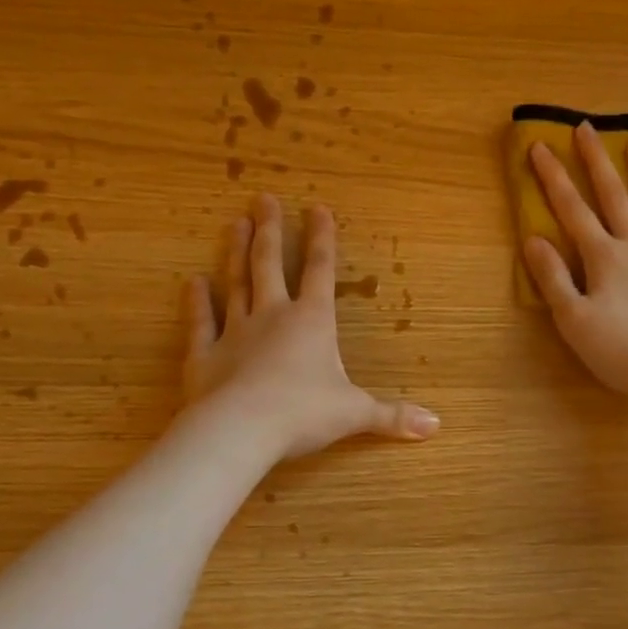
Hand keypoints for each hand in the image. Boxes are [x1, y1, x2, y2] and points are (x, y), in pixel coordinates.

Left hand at [183, 195, 439, 458]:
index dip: (322, 239)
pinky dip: (195, 302)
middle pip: (270, 264)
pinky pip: (200, 323)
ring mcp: (234, 332)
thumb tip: (435, 426)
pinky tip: (192, 282)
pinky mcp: (204, 355)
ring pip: (235, 283)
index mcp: (313, 321)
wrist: (242, 430)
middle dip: (270, 231)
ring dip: (235, 253)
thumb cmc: (305, 413)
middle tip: (262, 199)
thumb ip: (393, 416)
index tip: (317, 208)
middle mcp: (272, 316)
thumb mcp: (356, 413)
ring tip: (234, 223)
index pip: (321, 271)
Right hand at [524, 122, 627, 405]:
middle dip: (597, 160)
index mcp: (604, 258)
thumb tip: (533, 239)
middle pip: (615, 196)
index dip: (554, 178)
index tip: (540, 146)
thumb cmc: (622, 351)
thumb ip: (553, 278)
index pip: (572, 210)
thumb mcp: (573, 321)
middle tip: (586, 128)